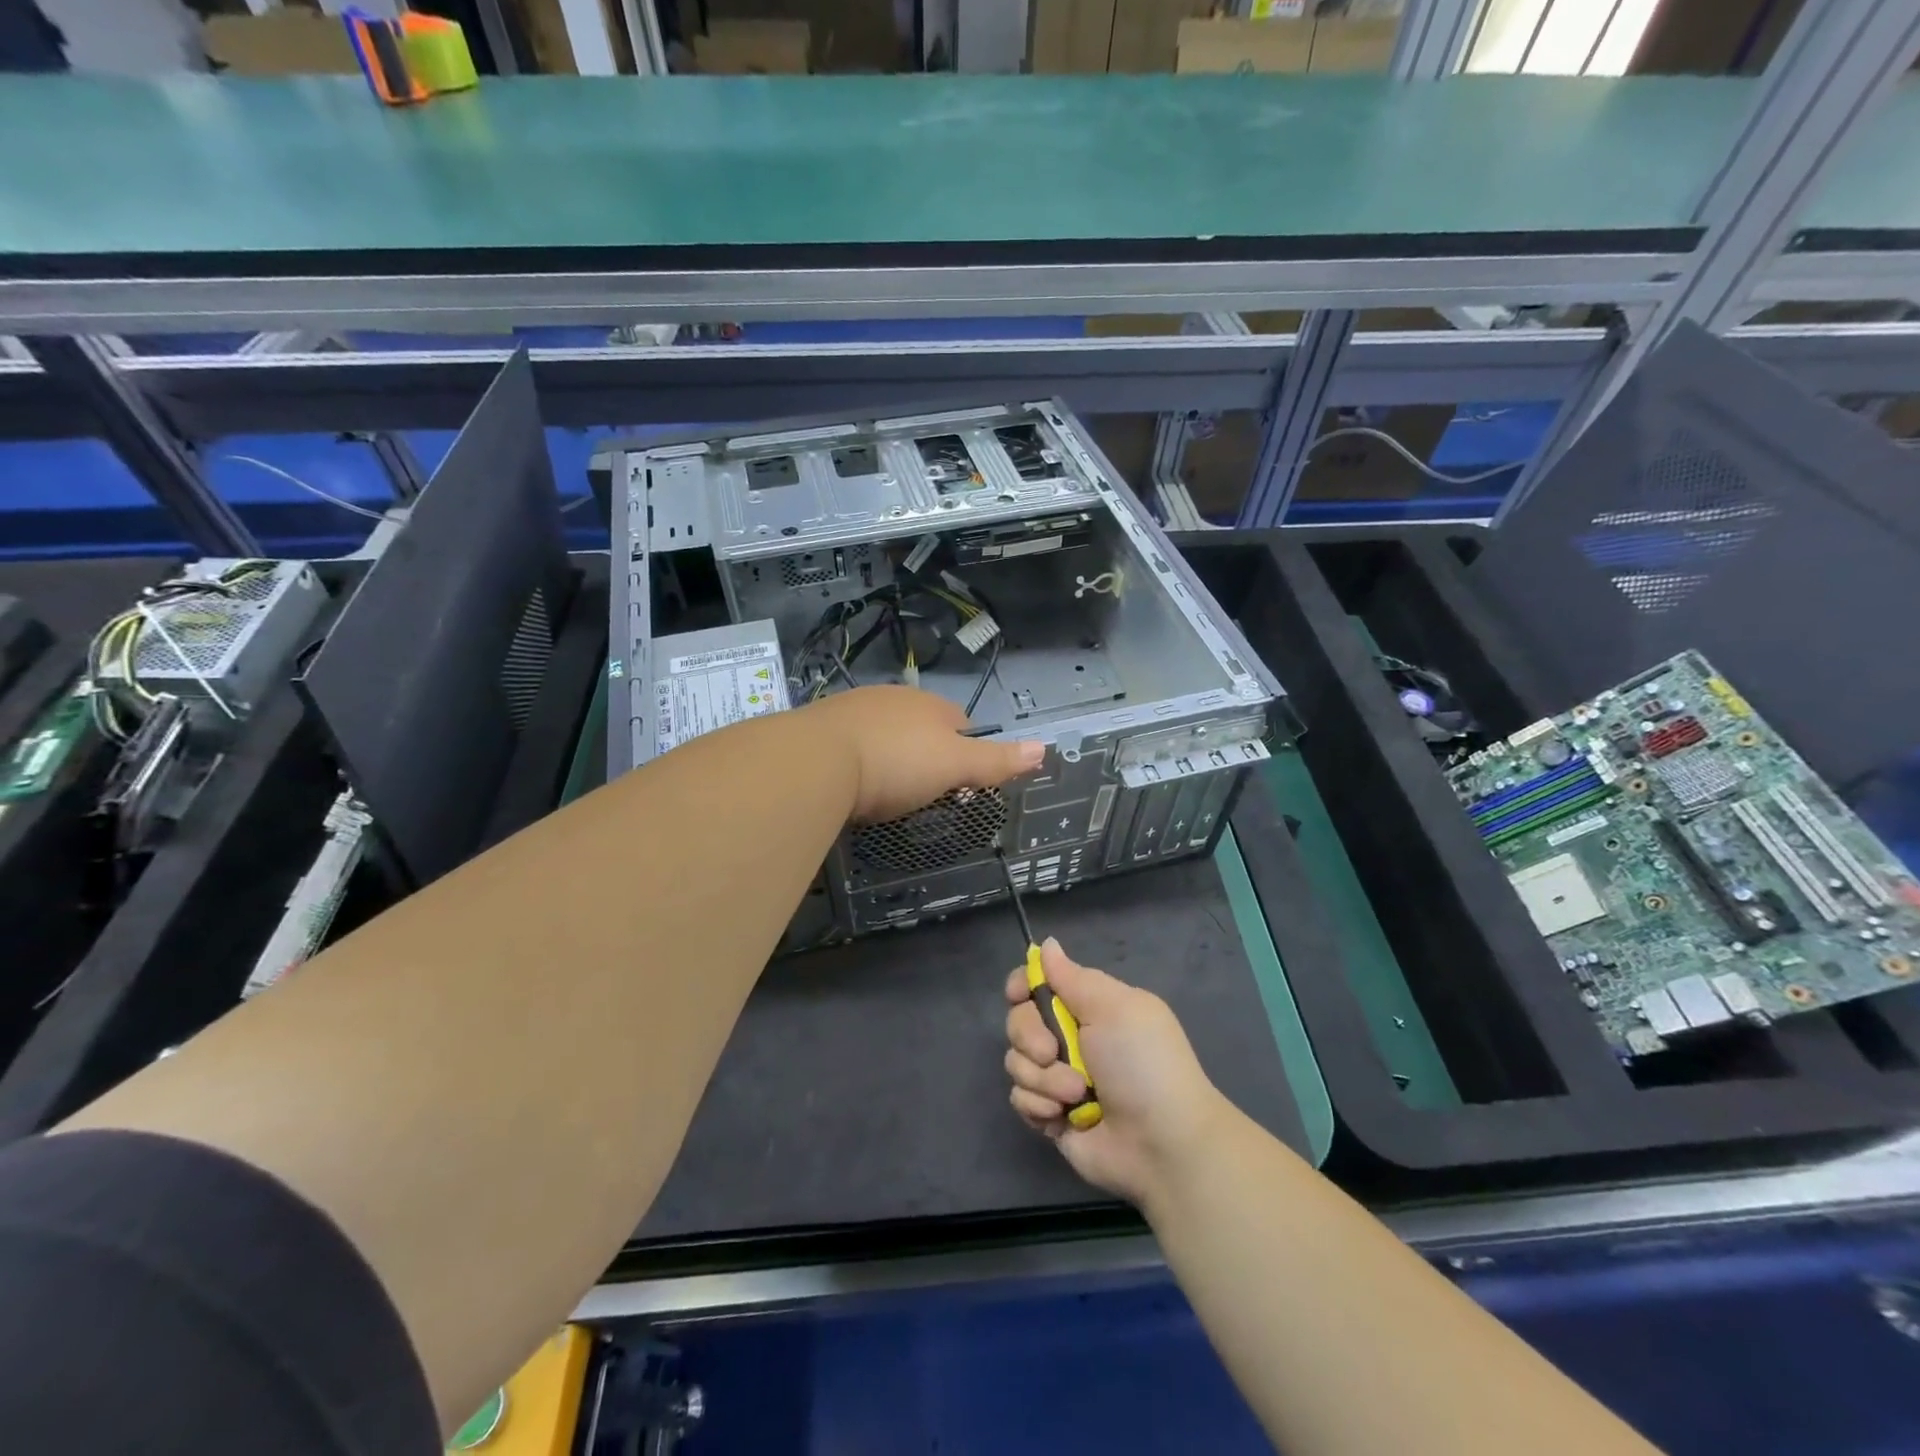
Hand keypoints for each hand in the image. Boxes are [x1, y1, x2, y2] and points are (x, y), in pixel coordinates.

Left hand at [804, 685, 1042, 822]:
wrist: (816, 760)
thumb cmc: (896, 763)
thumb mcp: (955, 767)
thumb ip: (996, 761)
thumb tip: (1044, 748)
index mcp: (930, 705)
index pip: (960, 723)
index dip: (965, 753)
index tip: (960, 784)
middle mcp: (893, 698)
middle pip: (920, 726)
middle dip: (925, 754)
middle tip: (921, 792)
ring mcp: (853, 708)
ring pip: (884, 732)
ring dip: (889, 755)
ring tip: (884, 790)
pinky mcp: (819, 726)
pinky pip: (850, 742)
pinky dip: (856, 759)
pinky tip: (850, 781)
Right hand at [1004, 939, 1228, 1209]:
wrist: (1161, 1144)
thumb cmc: (1142, 1064)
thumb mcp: (1114, 1008)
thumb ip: (1072, 977)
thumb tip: (1047, 944)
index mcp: (1090, 1007)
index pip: (1040, 983)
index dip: (1023, 985)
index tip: (1019, 994)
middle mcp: (1070, 1038)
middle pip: (1019, 1020)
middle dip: (1030, 1035)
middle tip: (1053, 1051)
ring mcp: (1058, 1078)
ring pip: (1016, 1061)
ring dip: (1043, 1078)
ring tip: (1076, 1094)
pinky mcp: (1050, 1115)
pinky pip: (1020, 1098)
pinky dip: (1039, 1106)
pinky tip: (1063, 1116)